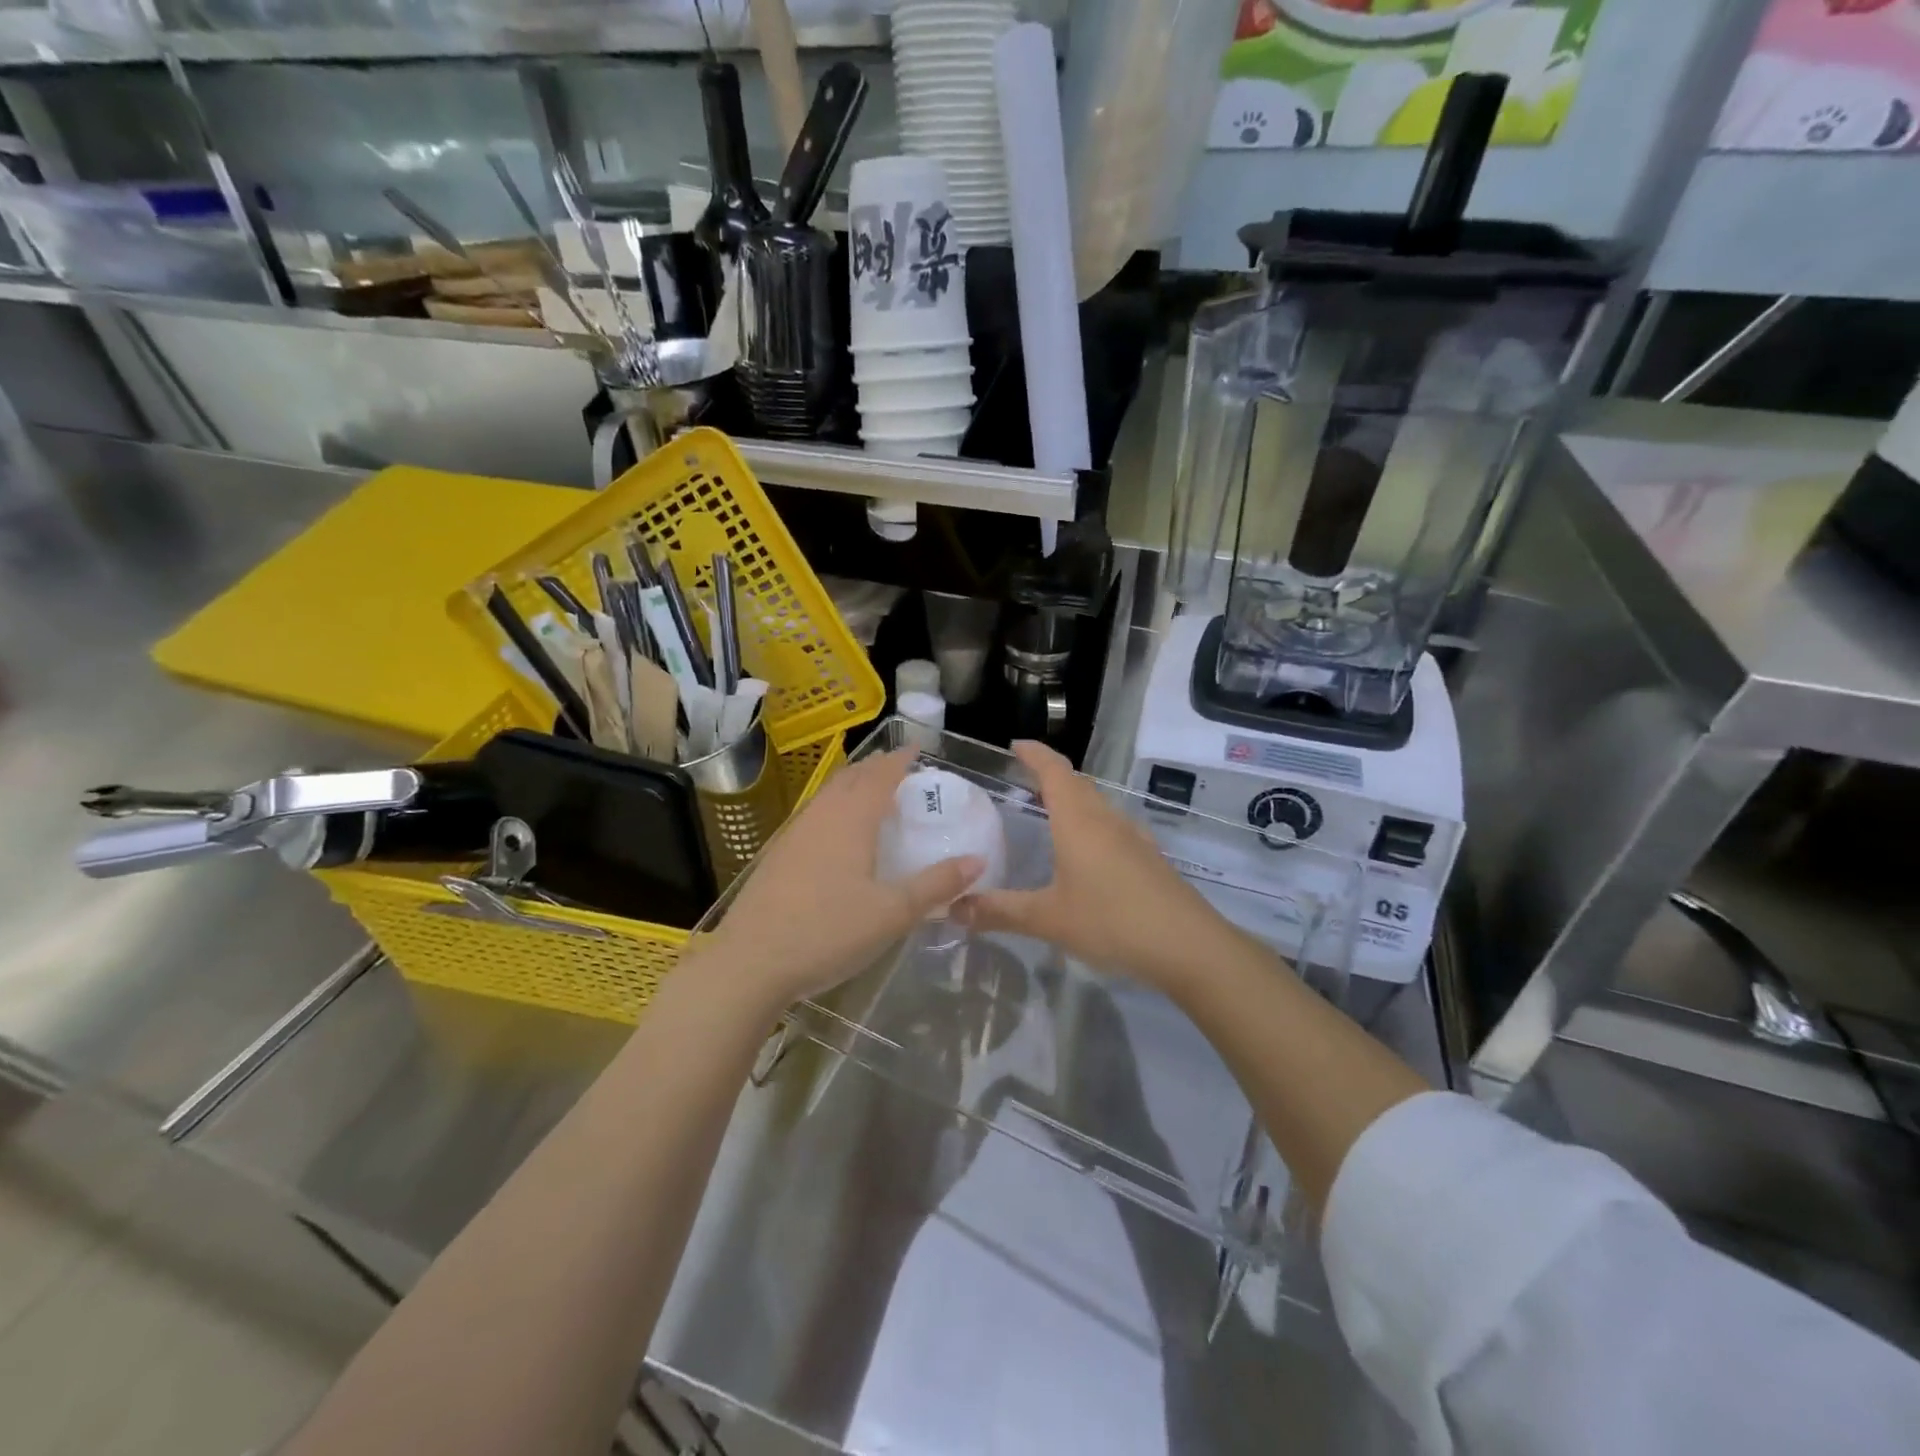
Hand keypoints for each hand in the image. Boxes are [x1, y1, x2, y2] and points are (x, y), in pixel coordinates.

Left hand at [704, 748, 982, 1010]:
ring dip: (851, 785)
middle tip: (897, 768)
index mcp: (851, 820)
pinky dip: (833, 808)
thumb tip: (977, 861)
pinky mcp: (777, 857)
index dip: (899, 760)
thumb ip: (936, 885)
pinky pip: (813, 815)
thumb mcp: (893, 913)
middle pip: (850, 779)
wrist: (750, 962)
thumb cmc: (828, 932)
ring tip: (869, 792)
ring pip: (827, 795)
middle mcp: (821, 817)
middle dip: (874, 768)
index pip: (879, 776)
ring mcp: (793, 835)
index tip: (915, 748)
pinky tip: (834, 833)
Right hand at [955, 741, 1232, 987]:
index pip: (1054, 770)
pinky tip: (1087, 856)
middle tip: (1023, 782)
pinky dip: (1092, 827)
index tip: (1015, 746)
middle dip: (1051, 775)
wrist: (1188, 945)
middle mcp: (1107, 819)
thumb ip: (1000, 911)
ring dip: (1074, 801)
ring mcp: (1133, 837)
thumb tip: (954, 908)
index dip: (1034, 754)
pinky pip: (1113, 828)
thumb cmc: (1112, 921)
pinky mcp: (1149, 858)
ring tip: (1050, 815)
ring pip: (1098, 805)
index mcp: (1078, 820)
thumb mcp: (1048, 919)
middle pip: (1078, 783)